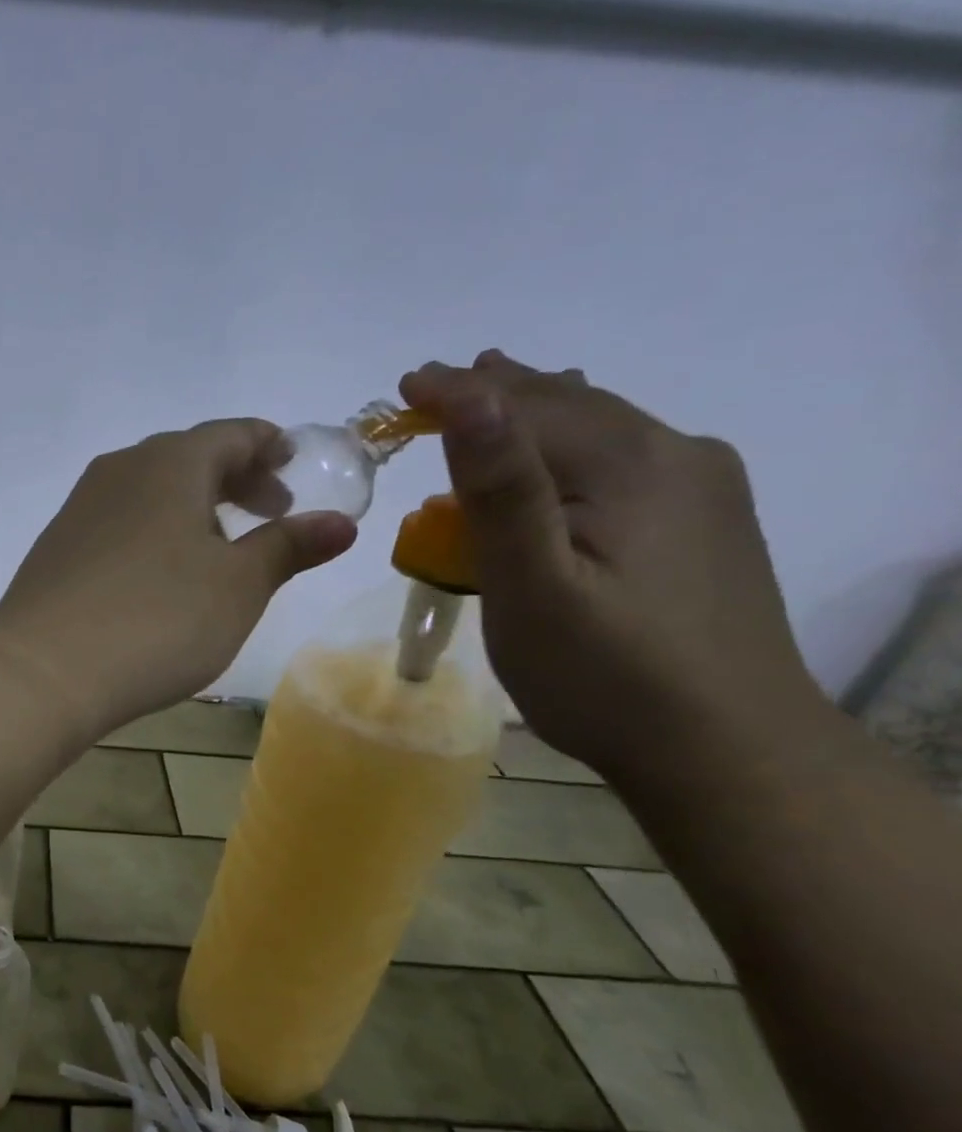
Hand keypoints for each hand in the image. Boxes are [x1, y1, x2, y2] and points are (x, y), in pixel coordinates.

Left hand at [0, 419, 356, 739]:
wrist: (42, 672)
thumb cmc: (157, 620)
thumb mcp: (238, 587)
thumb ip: (288, 547)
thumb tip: (339, 522)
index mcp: (169, 463)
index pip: (232, 434)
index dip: (270, 446)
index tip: (295, 466)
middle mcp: (119, 470)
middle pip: (188, 457)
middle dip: (235, 479)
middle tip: (270, 511)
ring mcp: (79, 508)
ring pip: (149, 490)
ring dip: (192, 508)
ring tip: (219, 550)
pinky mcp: (55, 547)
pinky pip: (118, 522)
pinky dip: (152, 532)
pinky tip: (158, 577)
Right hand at [400, 351, 822, 782]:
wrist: (728, 750)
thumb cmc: (604, 674)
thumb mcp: (532, 586)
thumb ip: (501, 490)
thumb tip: (471, 395)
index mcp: (628, 466)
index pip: (525, 407)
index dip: (459, 392)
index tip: (403, 384)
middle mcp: (676, 457)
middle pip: (570, 407)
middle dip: (498, 392)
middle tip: (439, 380)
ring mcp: (702, 490)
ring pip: (603, 430)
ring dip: (539, 414)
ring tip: (499, 396)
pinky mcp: (706, 525)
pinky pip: (625, 460)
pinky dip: (573, 446)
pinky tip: (565, 456)